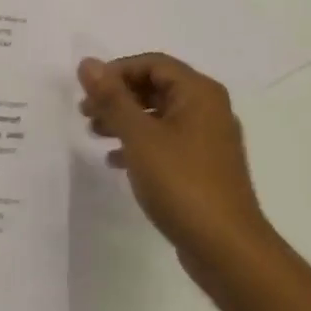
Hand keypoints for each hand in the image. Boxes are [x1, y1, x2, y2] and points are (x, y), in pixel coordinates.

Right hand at [78, 54, 281, 298]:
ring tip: (95, 134)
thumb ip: (112, 98)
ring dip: (126, 120)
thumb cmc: (181, 183)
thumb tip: (88, 63)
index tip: (86, 92)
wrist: (225, 246)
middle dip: (118, 97)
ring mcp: (208, 140)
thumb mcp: (139, 137)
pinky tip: (116, 161)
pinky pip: (167, 142)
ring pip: (159, 116)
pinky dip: (140, 145)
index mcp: (199, 93)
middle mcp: (208, 109)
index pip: (152, 64)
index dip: (116, 72)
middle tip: (85, 113)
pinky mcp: (204, 167)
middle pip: (156, 88)